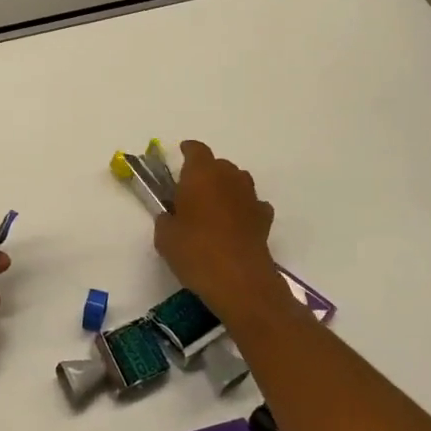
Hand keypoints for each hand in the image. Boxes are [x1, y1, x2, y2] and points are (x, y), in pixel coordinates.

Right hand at [154, 141, 287, 324]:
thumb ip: (166, 219)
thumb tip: (172, 216)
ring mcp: (250, 197)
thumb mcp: (165, 236)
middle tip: (191, 191)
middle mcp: (229, 178)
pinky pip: (251, 204)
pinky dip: (242, 209)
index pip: (195, 150)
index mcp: (201, 174)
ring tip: (213, 208)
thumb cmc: (195, 251)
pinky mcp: (265, 218)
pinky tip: (234, 225)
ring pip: (237, 181)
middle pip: (218, 165)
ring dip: (226, 189)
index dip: (187, 151)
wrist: (239, 280)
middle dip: (206, 173)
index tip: (180, 154)